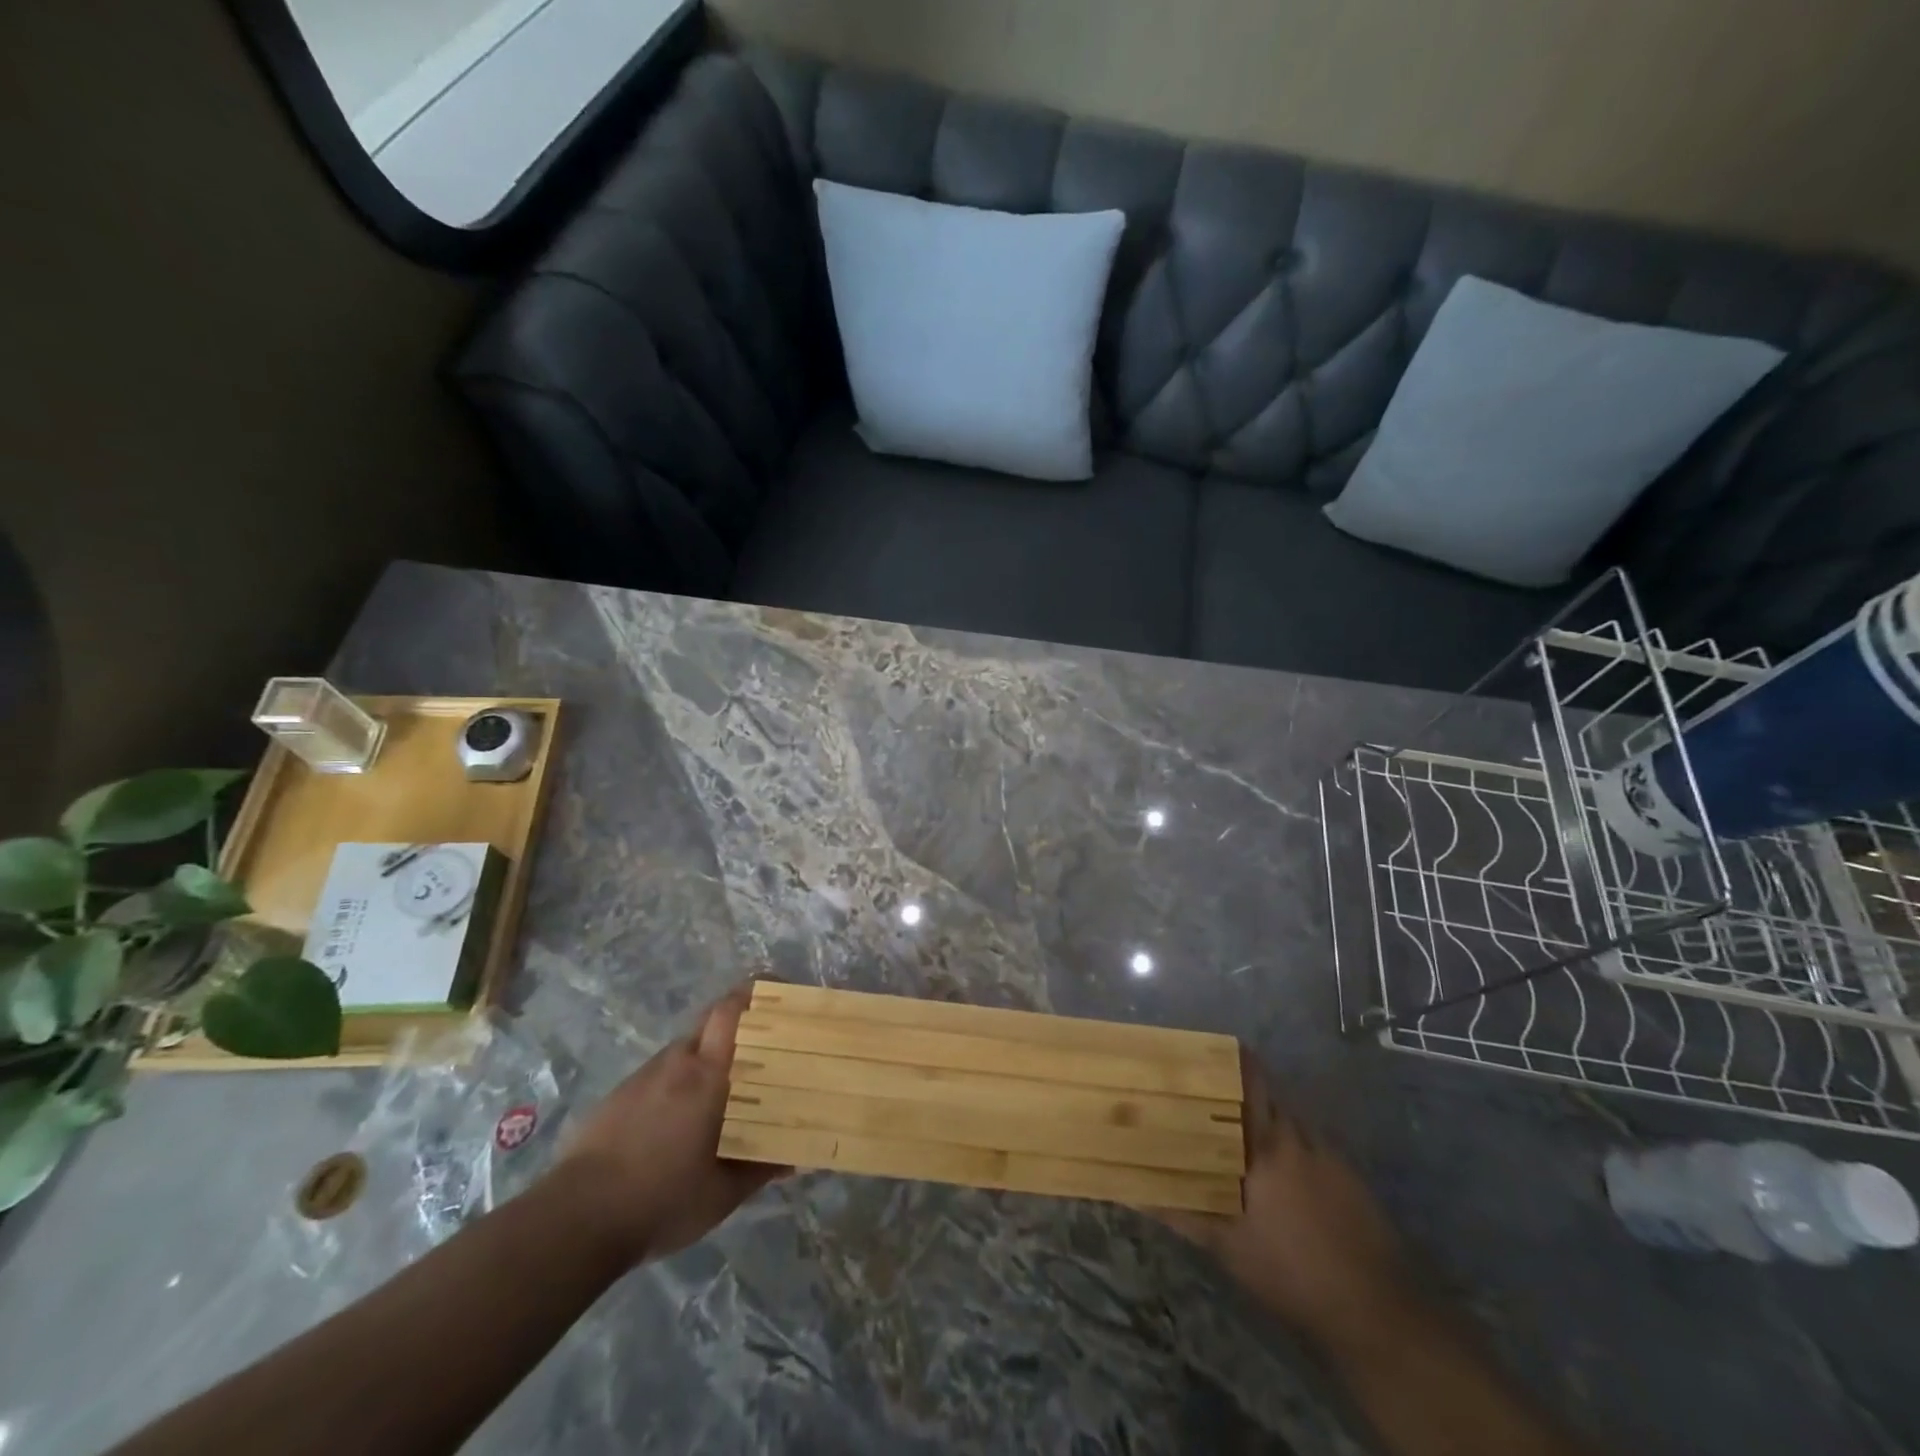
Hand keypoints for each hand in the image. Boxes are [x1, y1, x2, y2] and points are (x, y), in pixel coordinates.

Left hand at [557, 985, 785, 1267]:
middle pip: (712, 1020)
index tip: (780, 993)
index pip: (731, 1010)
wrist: (574, 1221)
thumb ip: (760, 1170)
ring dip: (710, 1056)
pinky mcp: (620, 1095)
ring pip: (687, 1049)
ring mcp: (644, 1076)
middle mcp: (677, 1062)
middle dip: (740, 1021)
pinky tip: (684, 1119)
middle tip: (766, 1043)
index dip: (756, 992)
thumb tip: (796, 1158)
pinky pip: (662, 1073)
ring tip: (728, 1088)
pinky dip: (681, 1081)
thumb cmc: (660, 1200)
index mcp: (707, 1075)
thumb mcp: (721, 1195)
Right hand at [1159, 1054, 1413, 1349]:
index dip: (1225, 1058)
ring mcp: (1328, 1152)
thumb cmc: (1292, 1273)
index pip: (1247, 1077)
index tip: (1197, 1050)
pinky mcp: (1348, 1173)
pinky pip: (1307, 1140)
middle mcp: (1297, 1134)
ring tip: (1232, 1125)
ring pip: (1287, 1115)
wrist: (1378, 1312)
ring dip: (1262, 1114)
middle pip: (1266, 1090)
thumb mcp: (1229, 1249)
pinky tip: (1274, 1168)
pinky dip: (1286, 1141)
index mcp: (1266, 1142)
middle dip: (1237, 1086)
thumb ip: (1182, 1214)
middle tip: (1205, 1091)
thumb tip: (1133, 1193)